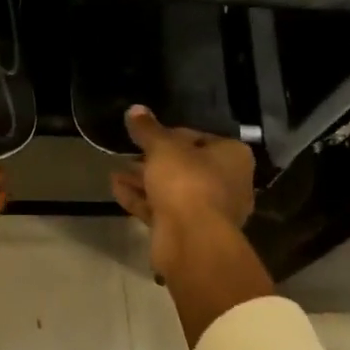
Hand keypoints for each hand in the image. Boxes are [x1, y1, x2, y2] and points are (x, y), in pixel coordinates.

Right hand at [111, 105, 256, 281]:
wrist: (192, 241)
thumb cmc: (187, 181)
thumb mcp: (162, 147)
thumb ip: (148, 129)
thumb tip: (135, 109)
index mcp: (233, 157)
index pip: (200, 137)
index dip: (171, 134)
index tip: (147, 135)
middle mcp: (227, 183)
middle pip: (186, 165)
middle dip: (154, 160)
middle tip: (129, 153)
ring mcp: (209, 211)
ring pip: (172, 189)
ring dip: (144, 180)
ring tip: (116, 170)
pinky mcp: (190, 231)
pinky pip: (163, 209)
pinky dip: (141, 198)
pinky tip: (115, 188)